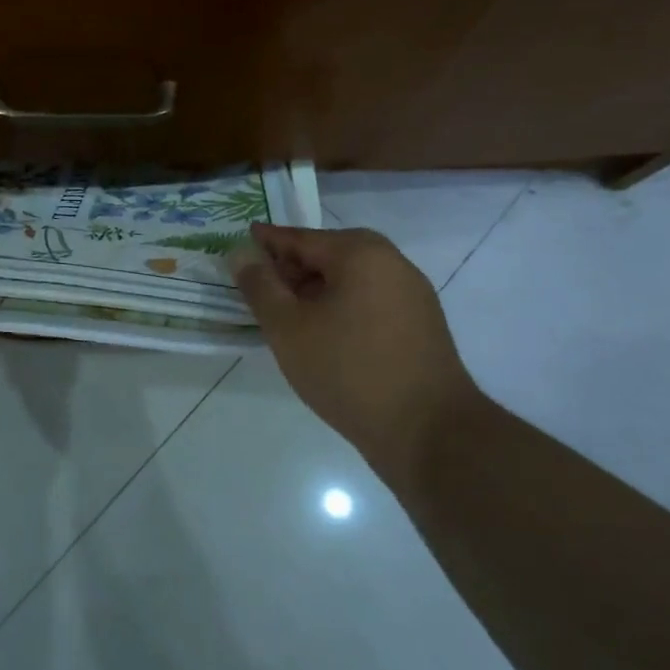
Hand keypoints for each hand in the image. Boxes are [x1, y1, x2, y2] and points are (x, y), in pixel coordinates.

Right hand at [232, 224, 482, 477]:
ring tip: (286, 313)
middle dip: (292, 267)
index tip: (240, 243)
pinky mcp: (421, 325)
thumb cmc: (348, 370)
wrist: (428, 431)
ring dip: (316, 289)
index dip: (267, 242)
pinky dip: (340, 306)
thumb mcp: (288, 328)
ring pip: (350, 279)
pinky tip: (323, 333)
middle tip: (259, 285)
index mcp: (360, 253)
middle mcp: (392, 263)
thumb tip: (241, 254)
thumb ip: (260, 286)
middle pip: (329, 254)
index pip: (301, 238)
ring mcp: (412, 294)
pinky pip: (369, 301)